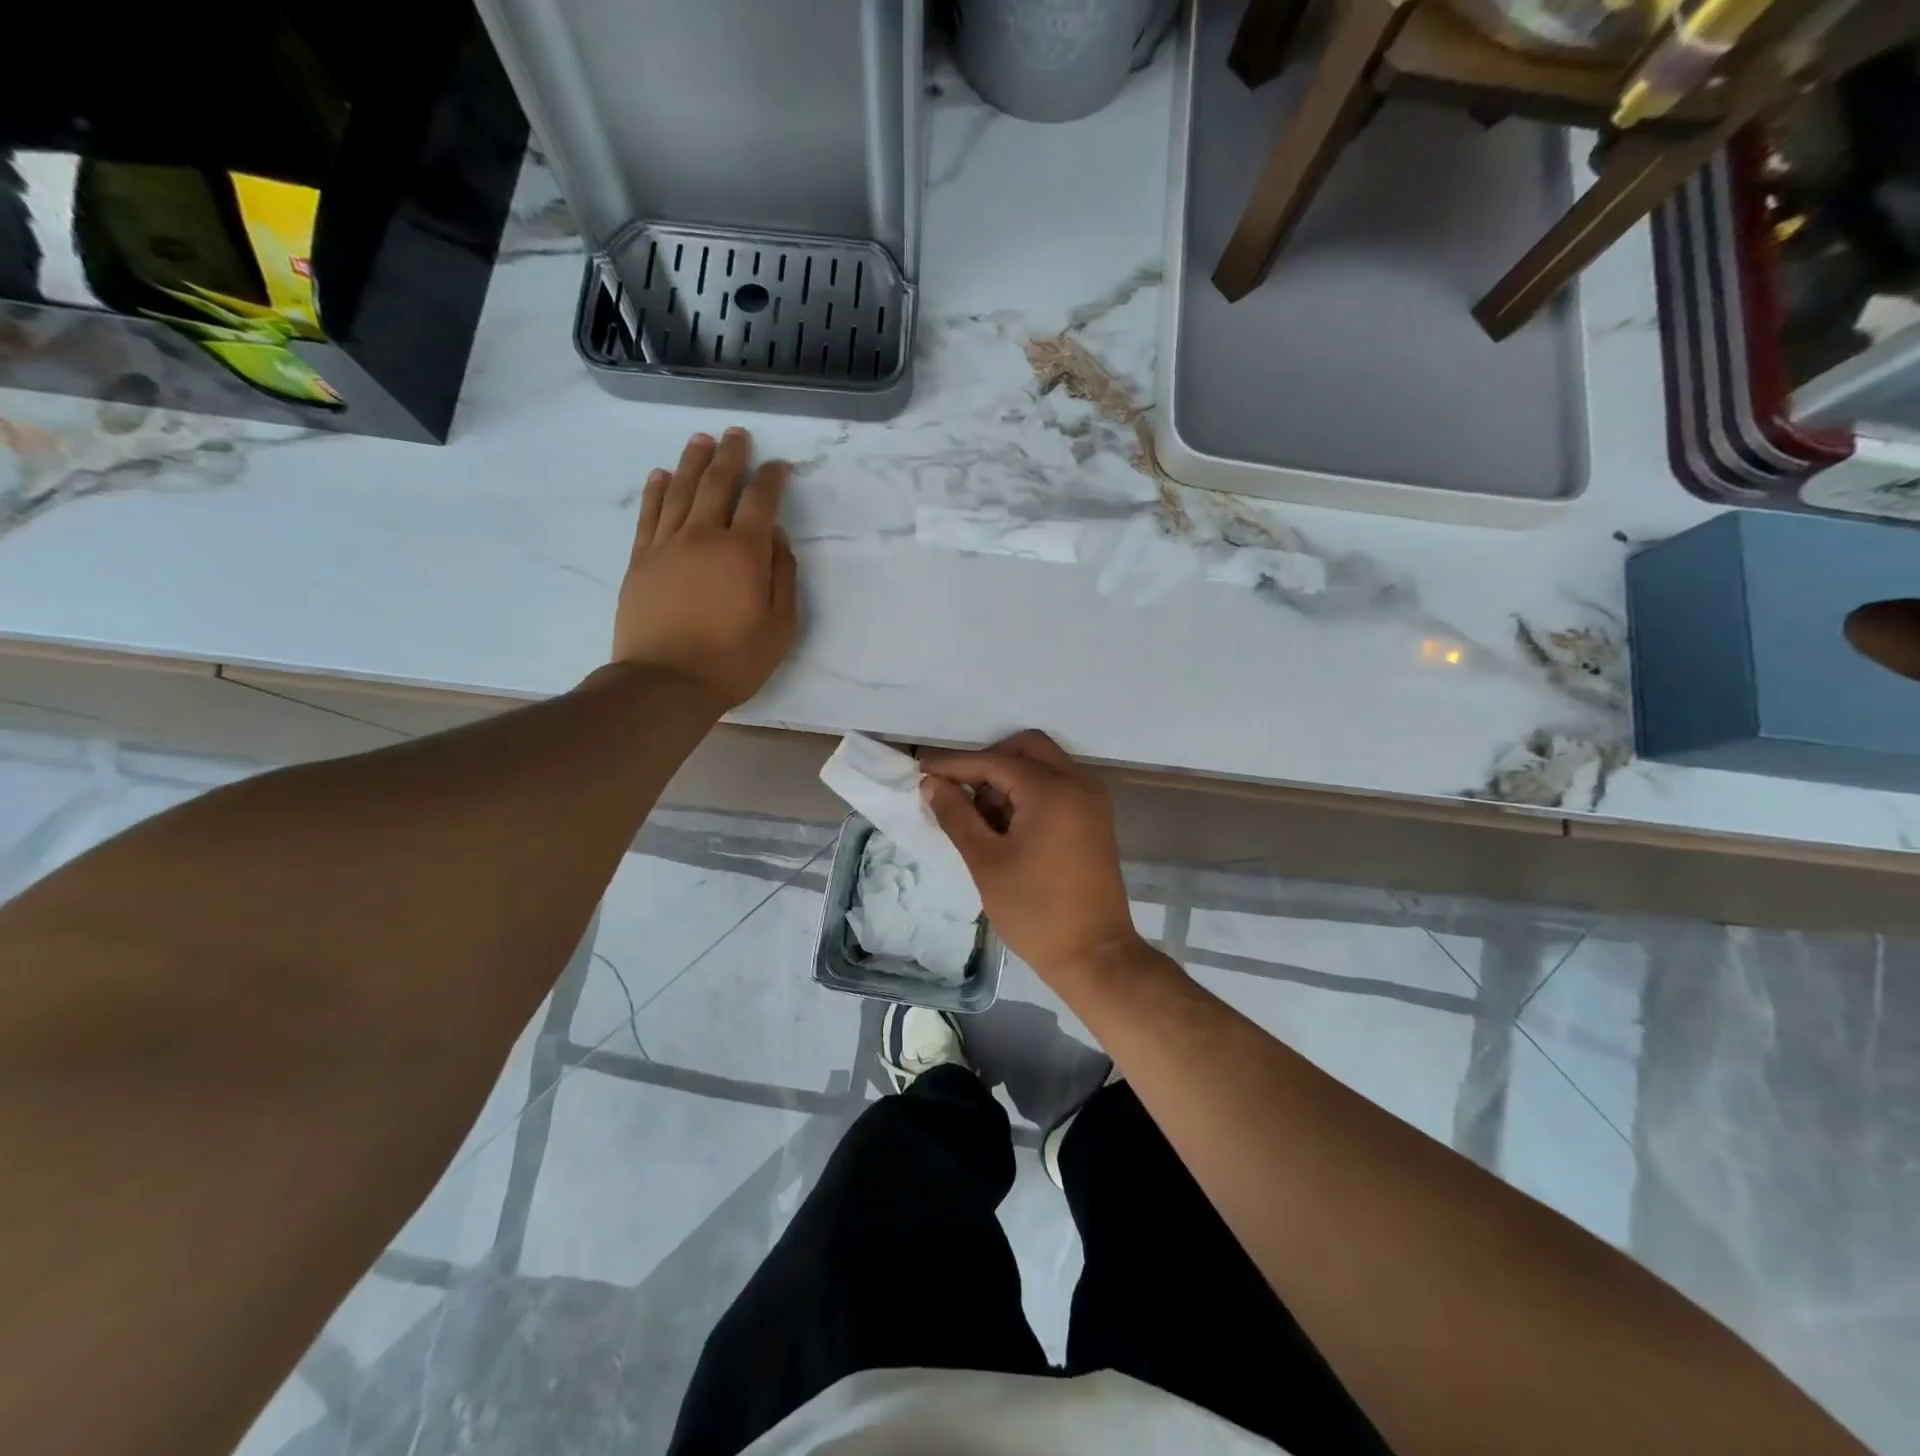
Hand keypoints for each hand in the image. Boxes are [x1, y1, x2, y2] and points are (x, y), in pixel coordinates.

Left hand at [612, 428, 798, 708]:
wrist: (665, 683)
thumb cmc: (733, 660)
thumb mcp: (780, 627)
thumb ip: (783, 576)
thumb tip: (776, 538)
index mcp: (743, 552)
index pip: (760, 501)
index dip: (771, 479)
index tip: (778, 465)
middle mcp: (704, 536)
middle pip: (717, 483)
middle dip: (730, 456)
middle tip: (737, 434)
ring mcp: (667, 544)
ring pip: (679, 490)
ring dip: (692, 461)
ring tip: (702, 440)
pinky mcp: (641, 559)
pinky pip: (649, 514)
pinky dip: (656, 490)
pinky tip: (660, 474)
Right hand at [919, 730, 1144, 985]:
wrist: (1094, 955)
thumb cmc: (1035, 911)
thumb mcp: (986, 862)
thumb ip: (956, 815)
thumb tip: (931, 783)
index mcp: (1051, 790)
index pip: (994, 761)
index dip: (954, 765)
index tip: (921, 770)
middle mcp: (1078, 783)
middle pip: (1026, 748)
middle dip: (987, 762)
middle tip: (958, 792)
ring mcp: (1092, 800)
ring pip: (1044, 764)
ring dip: (1010, 777)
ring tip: (981, 818)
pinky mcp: (1095, 819)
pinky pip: (1058, 785)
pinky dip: (1030, 791)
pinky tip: (1008, 825)